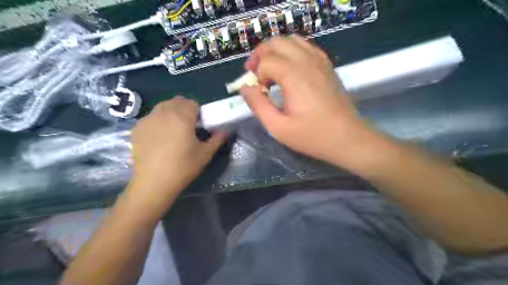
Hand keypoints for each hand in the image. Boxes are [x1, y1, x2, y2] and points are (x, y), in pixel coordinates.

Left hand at [129, 98, 226, 206]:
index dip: (198, 112)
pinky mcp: (137, 128)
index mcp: (182, 116)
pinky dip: (158, 121)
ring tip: (173, 131)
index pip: (193, 103)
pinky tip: (159, 138)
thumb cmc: (183, 166)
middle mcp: (163, 112)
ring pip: (162, 107)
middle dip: (185, 109)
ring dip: (171, 113)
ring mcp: (148, 119)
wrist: (154, 182)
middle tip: (188, 127)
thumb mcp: (205, 153)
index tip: (199, 124)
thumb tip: (224, 131)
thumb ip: (217, 139)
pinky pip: (151, 117)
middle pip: (177, 101)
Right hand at [241, 37, 375, 167]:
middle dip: (260, 55)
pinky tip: (289, 69)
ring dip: (275, 51)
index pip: (265, 61)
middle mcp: (306, 61)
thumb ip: (258, 105)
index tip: (258, 92)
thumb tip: (245, 88)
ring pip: (291, 40)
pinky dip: (291, 51)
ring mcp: (320, 61)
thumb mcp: (278, 127)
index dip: (256, 75)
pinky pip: (306, 47)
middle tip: (255, 74)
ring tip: (270, 70)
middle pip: (276, 42)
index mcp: (293, 75)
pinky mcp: (327, 65)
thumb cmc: (312, 136)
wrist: (348, 138)